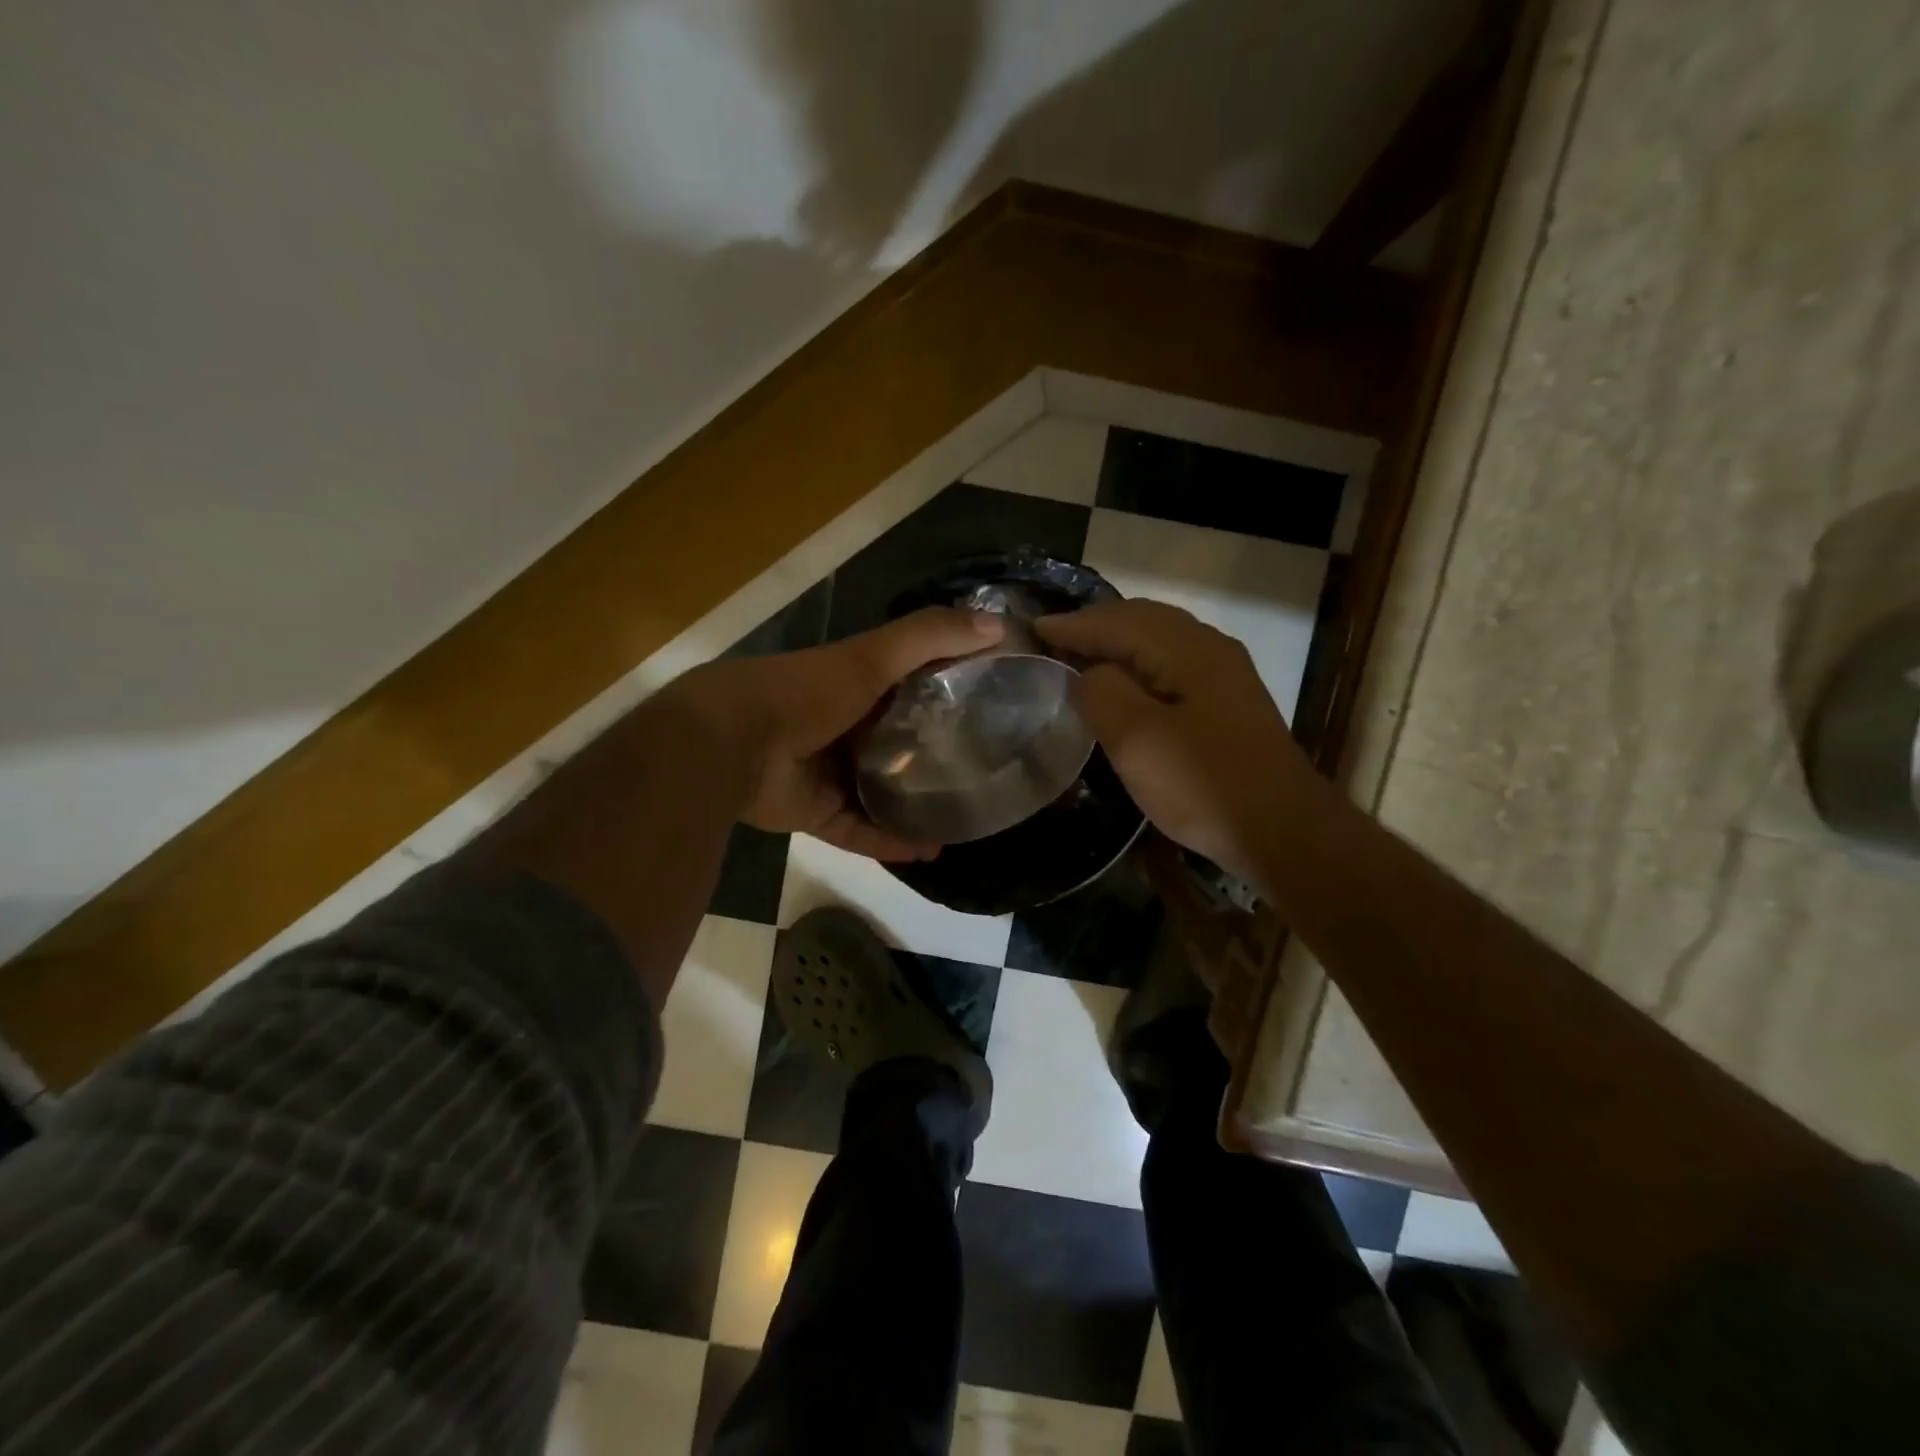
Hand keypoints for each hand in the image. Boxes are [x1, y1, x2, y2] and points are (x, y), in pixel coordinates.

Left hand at [669, 608, 1002, 860]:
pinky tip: (930, 851)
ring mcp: (829, 773)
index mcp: (855, 686)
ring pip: (882, 792)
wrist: (729, 744)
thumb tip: (1000, 625)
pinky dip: (891, 841)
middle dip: (936, 757)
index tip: (994, 707)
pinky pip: (861, 831)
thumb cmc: (805, 691)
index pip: (912, 687)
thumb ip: (930, 637)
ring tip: (963, 818)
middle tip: (984, 773)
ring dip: (918, 806)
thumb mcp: (871, 657)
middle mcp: (844, 728)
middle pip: (898, 743)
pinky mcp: (816, 814)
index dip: (950, 693)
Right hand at [1036, 600, 1316, 883]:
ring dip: (1117, 643)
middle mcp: (1210, 648)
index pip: (1118, 621)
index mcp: (1187, 649)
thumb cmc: (1203, 784)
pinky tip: (1125, 686)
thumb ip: (1101, 693)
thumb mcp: (1137, 739)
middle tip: (1053, 639)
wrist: (1282, 831)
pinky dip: (1139, 664)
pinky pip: (1172, 664)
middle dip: (1095, 626)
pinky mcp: (1229, 703)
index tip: (1032, 629)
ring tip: (1081, 656)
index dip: (1072, 625)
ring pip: (1160, 641)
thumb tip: (1088, 673)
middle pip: (1142, 620)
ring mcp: (1225, 675)